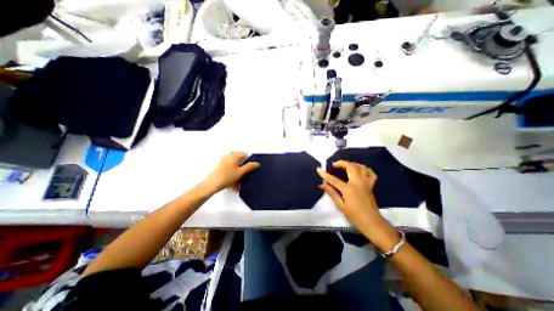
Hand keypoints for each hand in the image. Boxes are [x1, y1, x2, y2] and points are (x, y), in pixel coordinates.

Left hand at [201, 151, 259, 193]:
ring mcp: (224, 161)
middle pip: (240, 160)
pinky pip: (230, 169)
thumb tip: (256, 163)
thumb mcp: (240, 172)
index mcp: (234, 155)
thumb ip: (249, 167)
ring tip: (238, 183)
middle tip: (245, 177)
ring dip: (238, 173)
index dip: (249, 161)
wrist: (212, 184)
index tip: (250, 169)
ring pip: (235, 166)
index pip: (245, 154)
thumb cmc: (226, 177)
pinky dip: (233, 175)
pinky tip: (233, 184)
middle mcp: (229, 156)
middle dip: (243, 169)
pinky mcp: (221, 166)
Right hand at [318, 161, 400, 250]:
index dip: (325, 174)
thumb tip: (322, 185)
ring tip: (345, 165)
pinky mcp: (371, 185)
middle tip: (334, 165)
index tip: (318, 169)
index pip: (334, 179)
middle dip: (341, 163)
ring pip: (360, 167)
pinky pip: (370, 173)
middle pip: (350, 167)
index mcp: (348, 189)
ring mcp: (365, 183)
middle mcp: (357, 183)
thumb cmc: (354, 215)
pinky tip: (359, 169)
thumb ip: (331, 193)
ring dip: (352, 163)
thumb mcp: (340, 205)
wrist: (371, 221)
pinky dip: (364, 168)